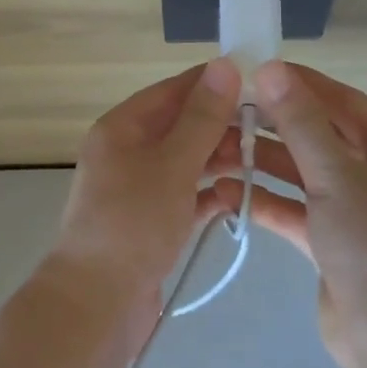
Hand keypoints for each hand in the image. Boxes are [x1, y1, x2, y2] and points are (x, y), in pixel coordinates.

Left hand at [52, 59, 242, 326]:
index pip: (173, 90)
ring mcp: (137, 189)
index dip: (213, 84)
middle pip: (180, 126)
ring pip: (185, 162)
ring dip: (218, 161)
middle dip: (221, 127)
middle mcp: (126, 152)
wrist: (96, 303)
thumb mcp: (172, 164)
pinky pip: (184, 197)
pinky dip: (208, 196)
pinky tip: (238, 200)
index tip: (259, 84)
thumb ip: (202, 118)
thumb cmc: (133, 223)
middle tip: (269, 131)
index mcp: (122, 127)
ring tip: (258, 164)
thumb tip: (224, 64)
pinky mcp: (149, 223)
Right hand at [203, 62, 366, 367]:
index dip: (300, 84)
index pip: (342, 101)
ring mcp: (356, 210)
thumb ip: (301, 122)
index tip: (253, 71)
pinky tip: (227, 194)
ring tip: (216, 151)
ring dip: (263, 164)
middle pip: (319, 136)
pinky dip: (267, 202)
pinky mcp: (334, 242)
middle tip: (225, 112)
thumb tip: (271, 68)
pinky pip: (297, 210)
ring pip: (303, 174)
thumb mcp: (336, 177)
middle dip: (274, 126)